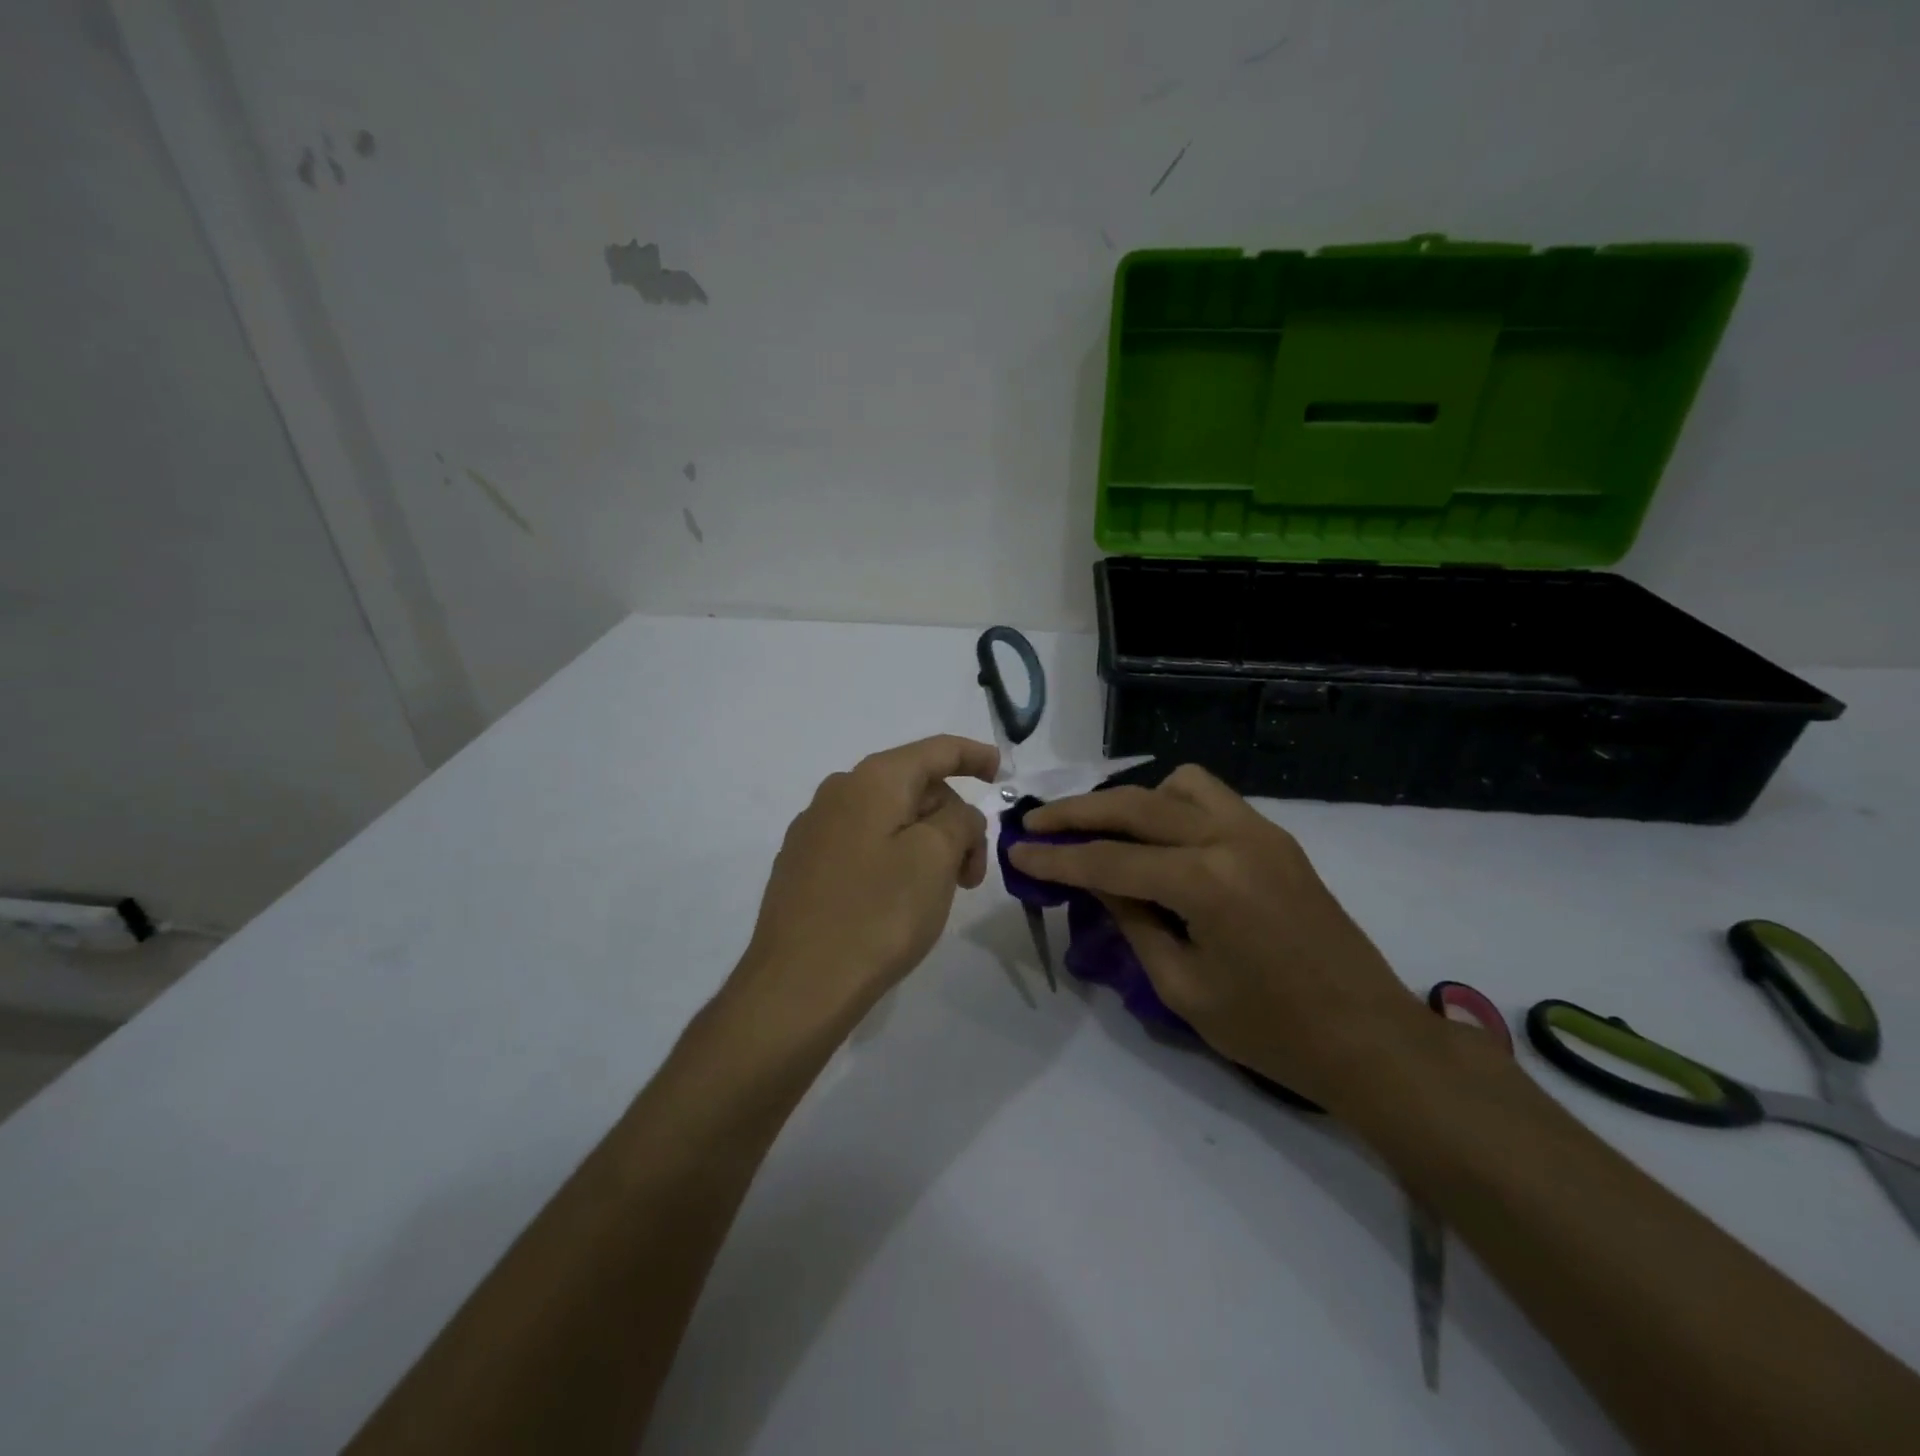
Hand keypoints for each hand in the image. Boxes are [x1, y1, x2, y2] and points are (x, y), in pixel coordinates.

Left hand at [735, 735, 997, 1023]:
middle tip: (972, 875)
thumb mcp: (936, 859)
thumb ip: (959, 821)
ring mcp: (814, 830)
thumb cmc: (877, 915)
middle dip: (953, 820)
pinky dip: (894, 859)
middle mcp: (838, 793)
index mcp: (872, 781)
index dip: (973, 755)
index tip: (1001, 772)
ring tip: (938, 894)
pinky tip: (898, 901)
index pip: (936, 750)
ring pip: (889, 819)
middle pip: (914, 788)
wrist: (797, 986)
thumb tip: (954, 816)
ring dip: (926, 845)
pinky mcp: (803, 866)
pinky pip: (863, 845)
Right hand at [1008, 765, 1426, 1112]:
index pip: (1109, 860)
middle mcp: (1230, 838)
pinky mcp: (1275, 838)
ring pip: (1178, 785)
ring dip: (1132, 800)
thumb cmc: (1271, 1030)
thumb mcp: (1182, 986)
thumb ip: (1132, 921)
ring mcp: (1258, 831)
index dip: (1056, 858)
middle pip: (1135, 806)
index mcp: (1205, 882)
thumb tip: (1094, 881)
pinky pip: (1212, 798)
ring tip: (1105, 830)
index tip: (1014, 850)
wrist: (1370, 1038)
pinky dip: (1173, 805)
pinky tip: (1159, 840)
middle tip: (1035, 822)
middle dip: (1077, 812)